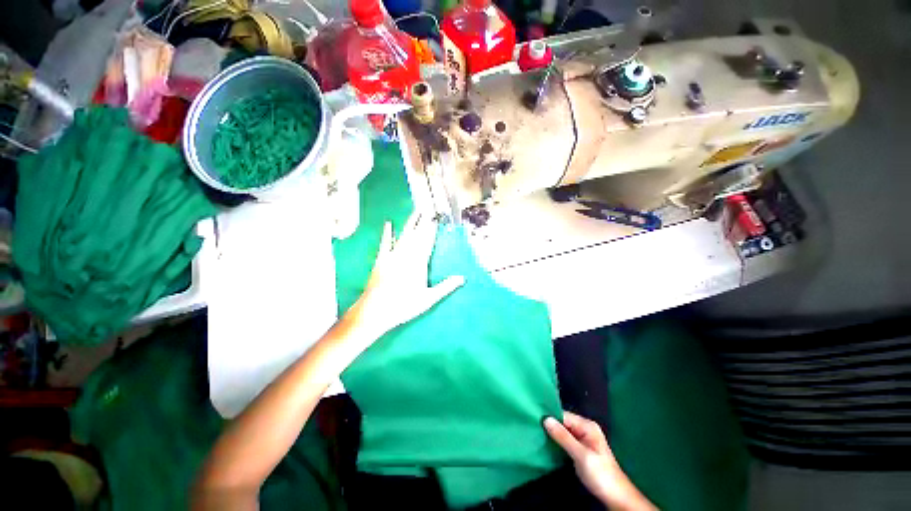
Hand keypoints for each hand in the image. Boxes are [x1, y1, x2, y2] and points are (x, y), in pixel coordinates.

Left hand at [346, 211, 464, 340]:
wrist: (375, 310)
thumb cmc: (404, 305)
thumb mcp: (428, 299)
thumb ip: (446, 287)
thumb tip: (462, 278)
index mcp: (419, 263)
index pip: (427, 242)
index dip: (432, 229)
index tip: (436, 217)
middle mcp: (406, 255)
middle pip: (416, 235)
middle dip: (423, 221)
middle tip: (428, 208)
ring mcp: (392, 256)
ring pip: (403, 235)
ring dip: (410, 223)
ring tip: (415, 211)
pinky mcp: (381, 260)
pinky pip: (385, 243)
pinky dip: (387, 233)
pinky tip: (388, 224)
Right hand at [544, 412, 655, 510]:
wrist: (616, 497)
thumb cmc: (601, 474)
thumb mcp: (581, 455)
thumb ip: (563, 437)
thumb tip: (545, 419)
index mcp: (587, 426)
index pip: (564, 415)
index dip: (550, 417)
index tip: (533, 418)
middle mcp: (584, 429)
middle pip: (563, 422)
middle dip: (550, 425)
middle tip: (532, 426)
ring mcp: (582, 439)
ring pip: (563, 432)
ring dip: (552, 434)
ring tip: (536, 433)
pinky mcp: (580, 450)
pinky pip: (564, 440)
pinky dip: (556, 442)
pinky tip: (546, 443)